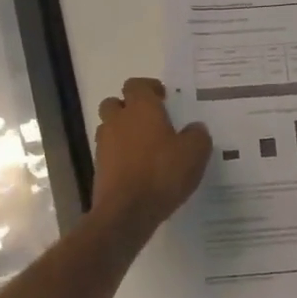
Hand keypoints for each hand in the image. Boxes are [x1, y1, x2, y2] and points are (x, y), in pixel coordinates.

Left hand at [92, 77, 212, 228]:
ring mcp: (104, 144)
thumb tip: (195, 128)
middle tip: (151, 121)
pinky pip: (109, 153)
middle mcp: (118, 120)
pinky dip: (120, 156)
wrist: (126, 212)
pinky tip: (139, 170)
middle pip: (116, 103)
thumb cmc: (162, 173)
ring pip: (110, 128)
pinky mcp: (98, 168)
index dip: (149, 88)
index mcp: (141, 108)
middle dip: (130, 108)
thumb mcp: (195, 152)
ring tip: (146, 148)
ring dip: (124, 132)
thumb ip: (197, 135)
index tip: (164, 98)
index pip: (136, 84)